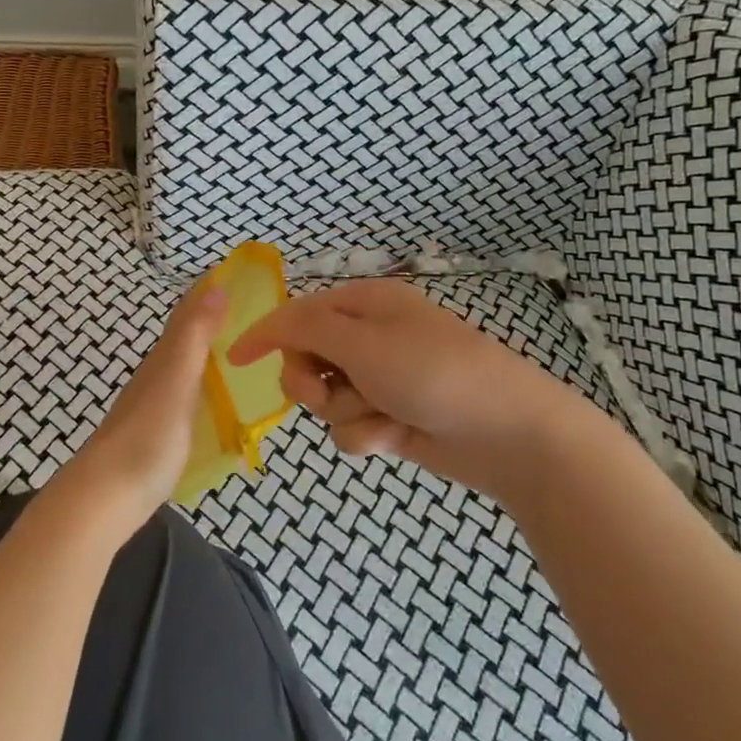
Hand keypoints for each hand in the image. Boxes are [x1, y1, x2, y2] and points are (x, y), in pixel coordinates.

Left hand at [51, 283, 227, 532]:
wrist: (104, 498)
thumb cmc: (147, 437)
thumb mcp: (177, 381)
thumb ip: (195, 336)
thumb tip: (216, 286)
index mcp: (163, 361)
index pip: (186, 316)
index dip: (207, 294)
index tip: (235, 275)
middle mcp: (156, 378)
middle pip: (183, 340)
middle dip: (210, 320)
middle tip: (248, 313)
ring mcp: (153, 408)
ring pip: (182, 369)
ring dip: (206, 354)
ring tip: (238, 352)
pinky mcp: (155, 436)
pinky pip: (184, 398)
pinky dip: (202, 387)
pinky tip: (213, 402)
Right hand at [227, 278, 606, 500]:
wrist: (505, 432)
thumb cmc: (433, 372)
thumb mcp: (363, 341)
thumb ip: (308, 328)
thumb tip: (270, 323)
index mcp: (364, 304)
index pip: (297, 313)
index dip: (265, 334)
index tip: (234, 359)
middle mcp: (369, 338)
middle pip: (305, 360)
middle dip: (312, 382)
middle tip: (335, 390)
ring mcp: (380, 380)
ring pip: (326, 400)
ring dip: (346, 412)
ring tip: (383, 415)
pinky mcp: (390, 417)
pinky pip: (350, 428)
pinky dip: (368, 435)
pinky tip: (396, 436)